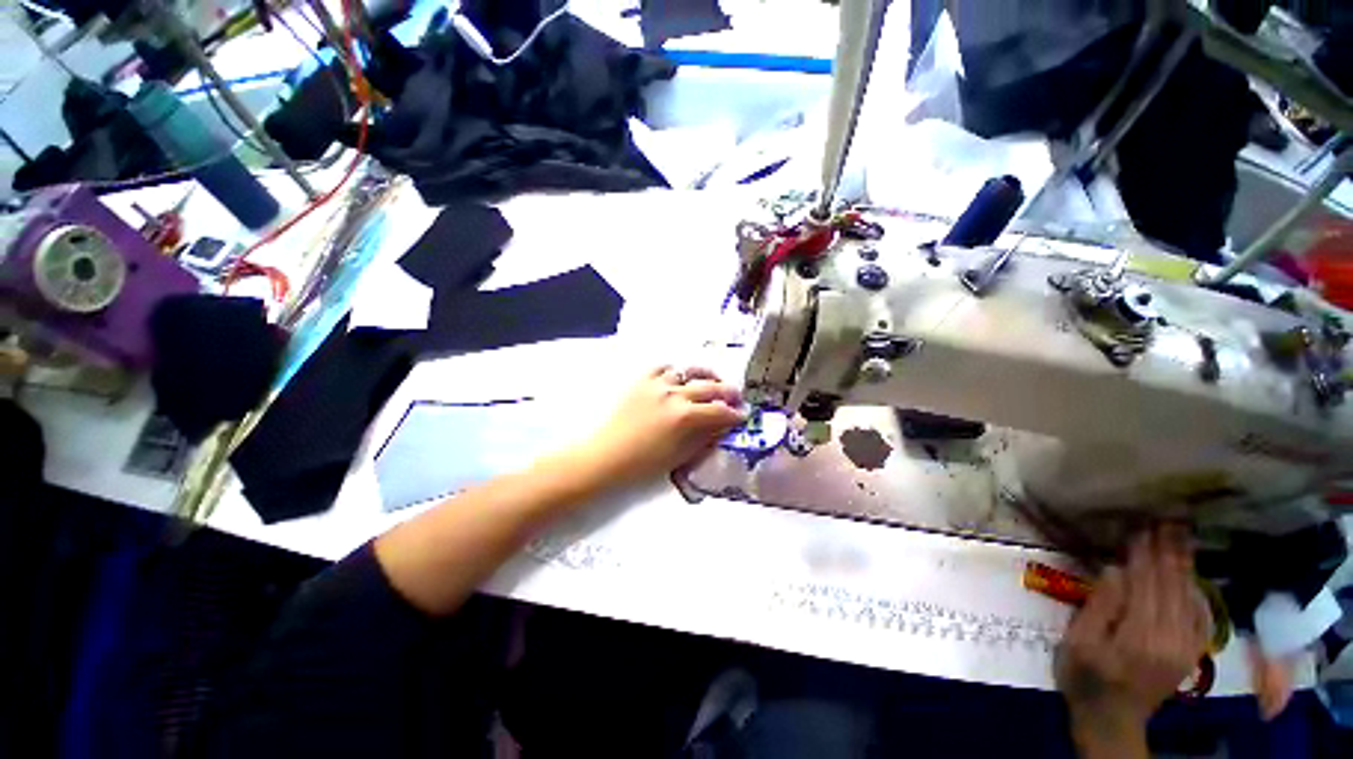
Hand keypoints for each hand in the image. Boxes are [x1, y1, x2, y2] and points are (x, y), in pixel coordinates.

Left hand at [572, 367, 744, 486]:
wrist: (607, 456)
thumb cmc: (645, 463)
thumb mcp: (681, 455)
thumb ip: (705, 437)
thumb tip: (722, 426)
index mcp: (686, 416)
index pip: (720, 411)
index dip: (735, 414)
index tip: (743, 415)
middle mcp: (675, 394)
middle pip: (710, 387)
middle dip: (728, 392)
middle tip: (736, 398)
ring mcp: (657, 384)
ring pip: (689, 372)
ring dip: (705, 376)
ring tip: (712, 382)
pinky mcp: (642, 381)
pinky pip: (663, 368)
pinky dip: (675, 372)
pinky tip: (679, 379)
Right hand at [1056, 526, 1209, 753]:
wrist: (1112, 721)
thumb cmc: (1084, 678)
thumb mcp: (1077, 644)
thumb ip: (1098, 608)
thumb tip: (1116, 570)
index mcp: (1139, 637)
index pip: (1144, 584)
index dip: (1143, 553)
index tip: (1141, 526)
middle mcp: (1170, 639)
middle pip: (1171, 586)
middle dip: (1169, 551)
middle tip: (1168, 520)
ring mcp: (1186, 647)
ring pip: (1189, 597)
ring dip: (1184, 565)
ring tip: (1181, 536)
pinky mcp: (1192, 653)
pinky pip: (1200, 616)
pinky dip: (1197, 591)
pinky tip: (1193, 575)